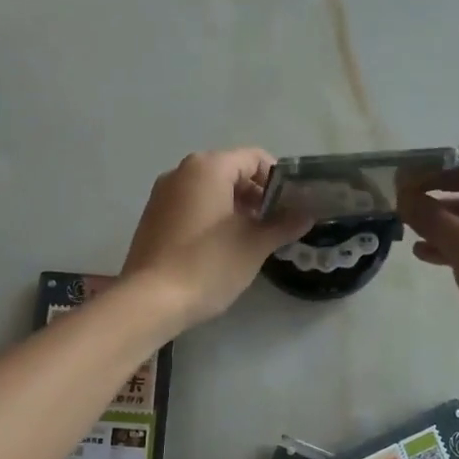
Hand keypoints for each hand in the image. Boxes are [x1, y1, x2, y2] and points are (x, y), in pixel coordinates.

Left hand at [122, 149, 312, 330]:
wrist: (151, 300)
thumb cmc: (208, 265)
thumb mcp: (254, 245)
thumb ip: (283, 224)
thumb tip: (306, 215)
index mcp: (208, 167)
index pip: (254, 158)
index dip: (278, 180)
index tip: (291, 207)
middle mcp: (182, 171)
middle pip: (231, 171)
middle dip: (257, 195)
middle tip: (275, 225)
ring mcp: (163, 193)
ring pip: (210, 189)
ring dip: (235, 207)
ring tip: (252, 238)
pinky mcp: (153, 216)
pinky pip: (191, 204)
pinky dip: (212, 216)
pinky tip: (221, 246)